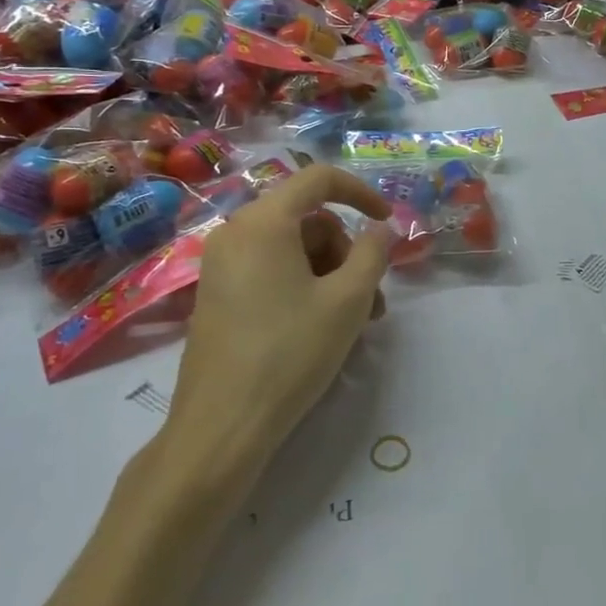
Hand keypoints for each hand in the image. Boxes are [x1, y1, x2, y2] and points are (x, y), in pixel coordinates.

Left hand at [161, 167, 391, 473]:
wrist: (223, 426)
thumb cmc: (290, 352)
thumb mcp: (348, 299)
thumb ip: (373, 252)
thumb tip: (382, 228)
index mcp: (263, 222)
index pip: (318, 179)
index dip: (361, 192)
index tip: (387, 222)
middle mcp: (235, 233)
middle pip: (307, 220)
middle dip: (346, 250)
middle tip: (372, 296)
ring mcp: (221, 266)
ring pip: (292, 249)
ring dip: (331, 274)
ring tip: (357, 321)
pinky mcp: (218, 296)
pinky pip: (271, 271)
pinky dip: (304, 286)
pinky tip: (324, 326)